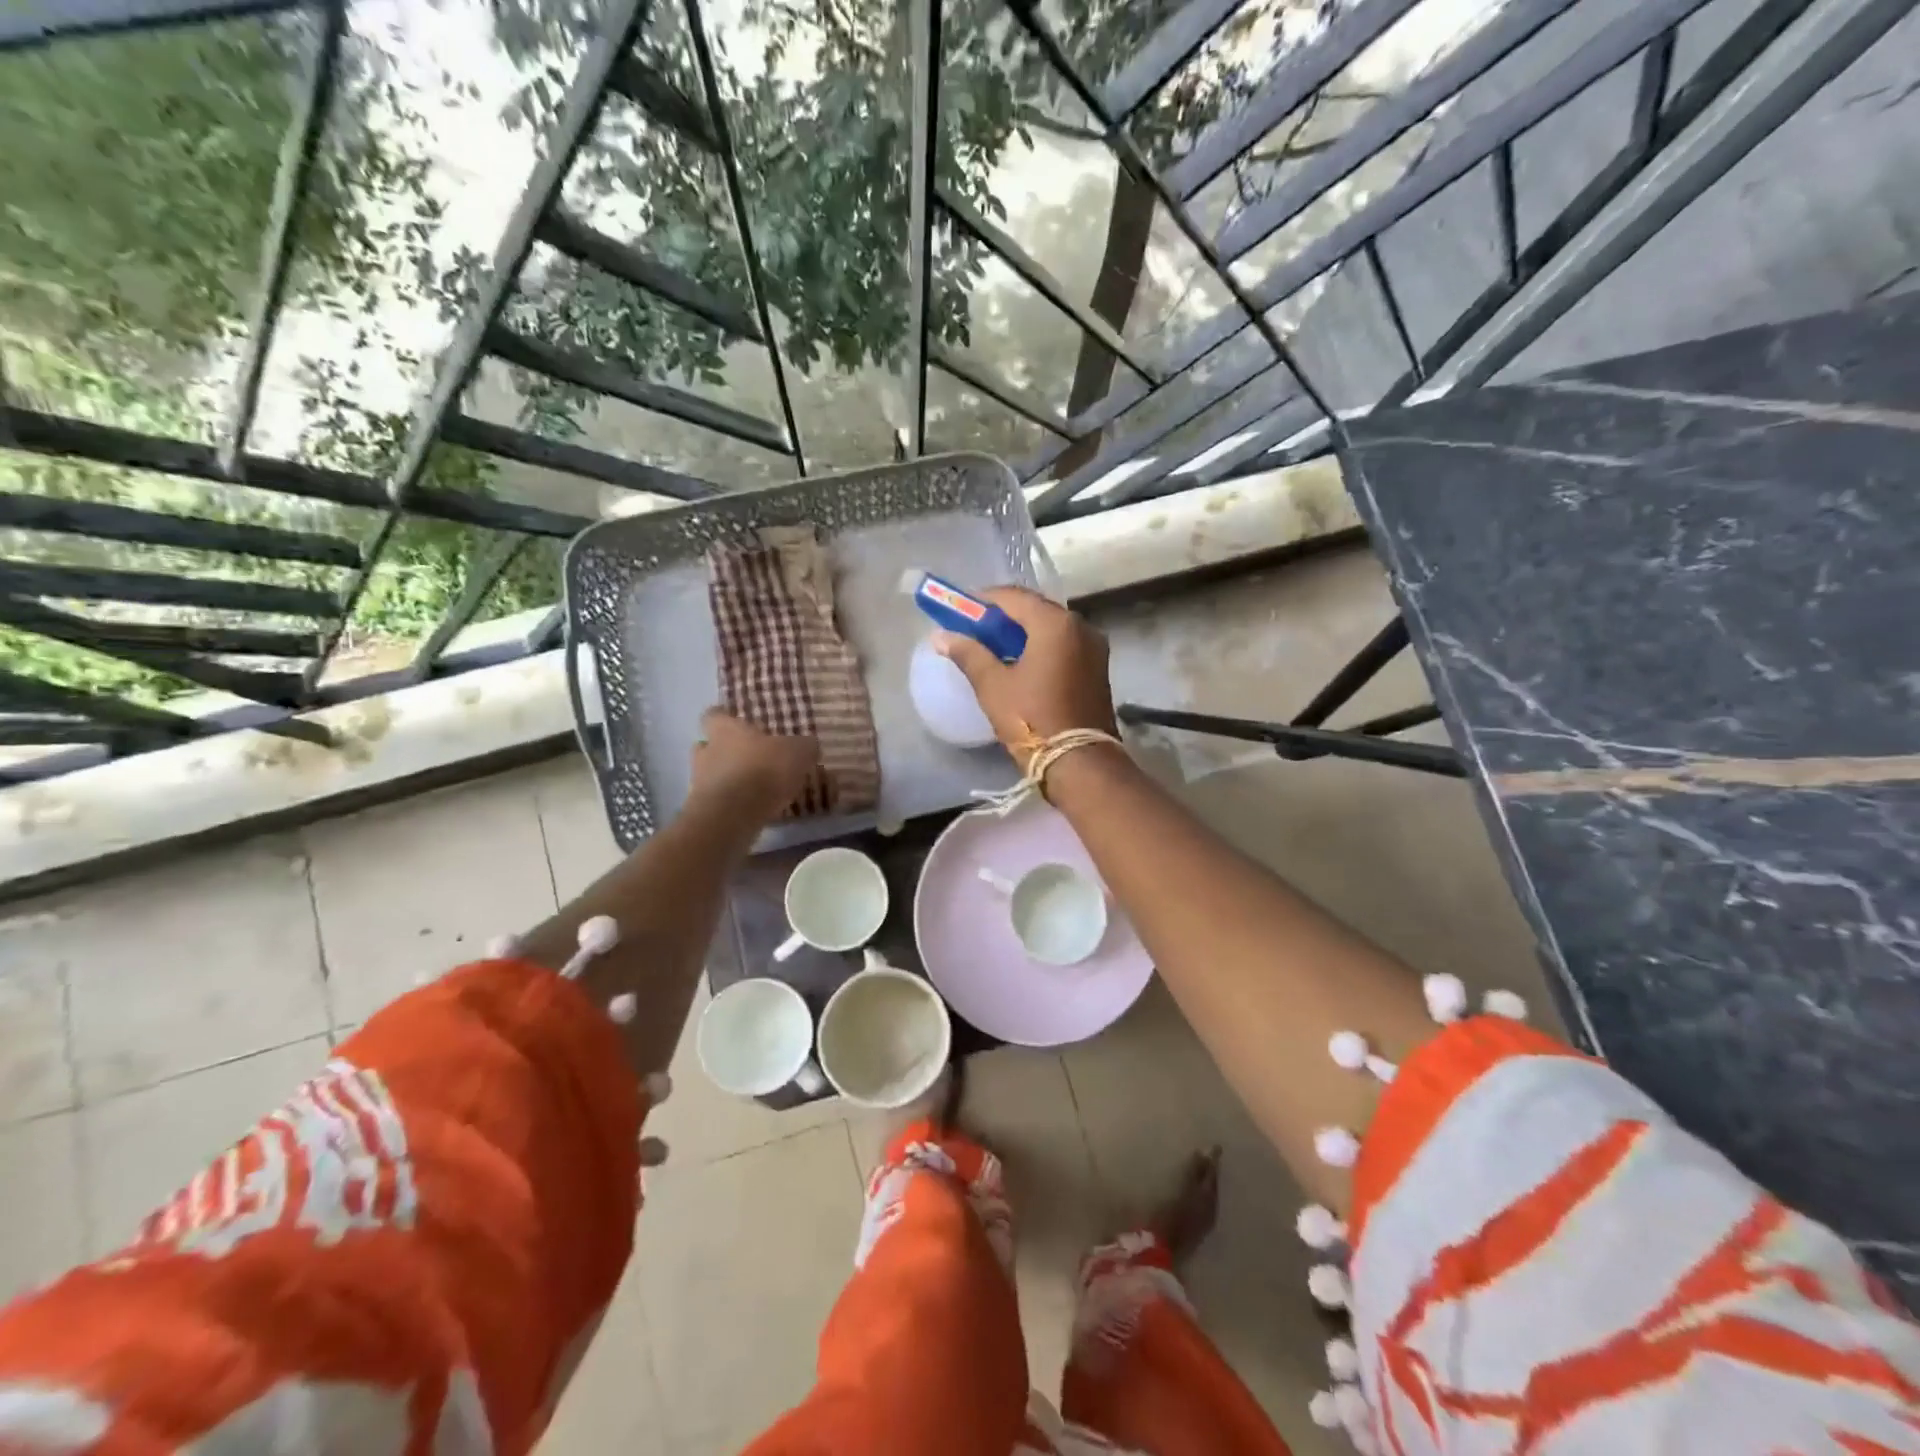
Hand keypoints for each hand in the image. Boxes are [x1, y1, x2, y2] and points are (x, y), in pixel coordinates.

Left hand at [690, 710, 817, 819]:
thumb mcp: (798, 752)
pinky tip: (751, 809)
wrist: (733, 815)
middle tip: (748, 757)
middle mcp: (706, 751)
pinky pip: (717, 800)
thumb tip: (808, 744)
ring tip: (751, 787)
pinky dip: (730, 802)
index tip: (737, 723)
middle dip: (724, 751)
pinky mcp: (703, 808)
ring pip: (710, 774)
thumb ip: (804, 746)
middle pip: (707, 745)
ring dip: (726, 778)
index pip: (714, 715)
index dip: (725, 718)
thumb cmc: (763, 770)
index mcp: (725, 729)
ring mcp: (700, 781)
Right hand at [932, 586, 1115, 763]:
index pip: (1014, 596)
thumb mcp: (993, 685)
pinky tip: (1019, 662)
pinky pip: (1063, 645)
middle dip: (1003, 616)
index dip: (984, 599)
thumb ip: (968, 653)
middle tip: (974, 628)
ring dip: (1022, 632)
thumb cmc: (1032, 719)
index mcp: (1055, 624)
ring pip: (1050, 628)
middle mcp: (1080, 627)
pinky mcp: (1097, 668)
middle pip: (1035, 609)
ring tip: (992, 647)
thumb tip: (941, 635)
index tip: (960, 609)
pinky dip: (1040, 646)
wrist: (1080, 762)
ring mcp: (1093, 648)